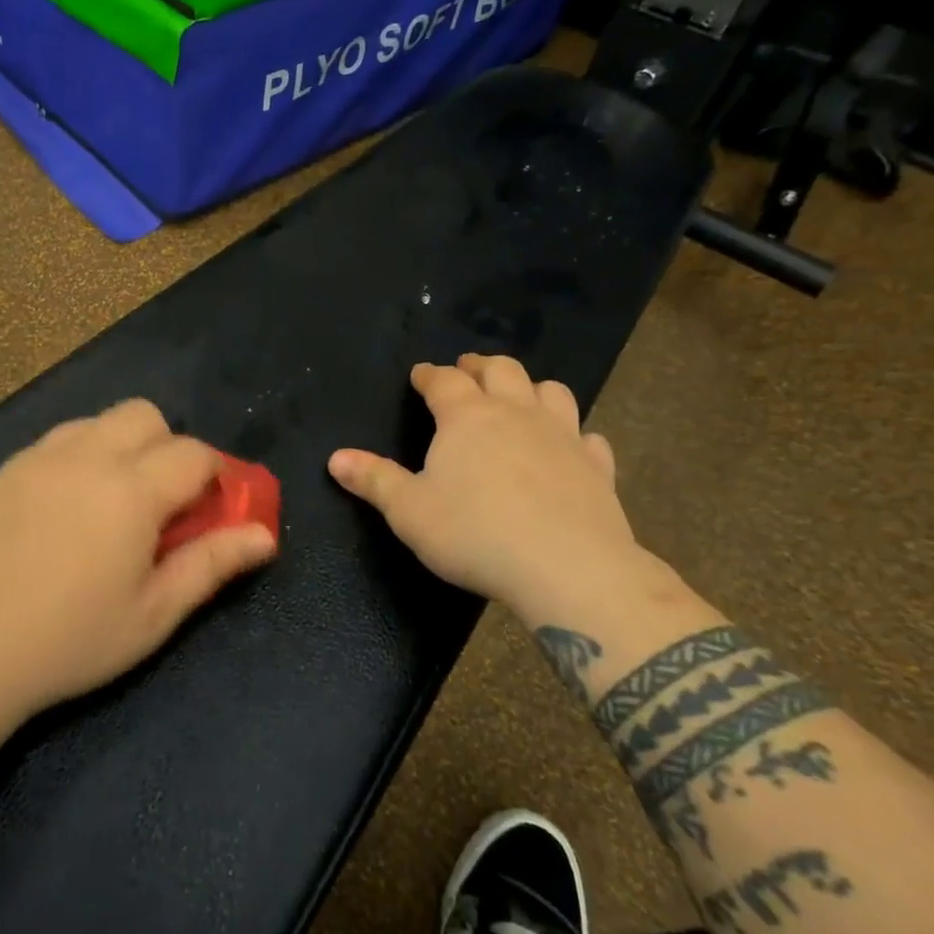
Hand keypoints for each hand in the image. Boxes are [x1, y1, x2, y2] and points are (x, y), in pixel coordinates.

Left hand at [0, 400, 276, 718]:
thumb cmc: (70, 641)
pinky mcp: (4, 470)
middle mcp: (87, 456)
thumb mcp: (153, 614)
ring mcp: (39, 458)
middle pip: (146, 415)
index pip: (194, 453)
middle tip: (159, 503)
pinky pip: (57, 441)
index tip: (210, 510)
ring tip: (110, 503)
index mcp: (131, 490)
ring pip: (98, 421)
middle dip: (167, 447)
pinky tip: (63, 509)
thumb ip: (211, 565)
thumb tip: (264, 535)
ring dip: (121, 447)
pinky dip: (78, 458)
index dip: (215, 475)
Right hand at [328, 355, 649, 623]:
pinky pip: (588, 437)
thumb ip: (374, 480)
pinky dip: (575, 434)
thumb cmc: (475, 534)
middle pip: (501, 370)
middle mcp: (516, 413)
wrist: (567, 567)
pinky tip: (570, 446)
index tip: (420, 374)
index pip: (443, 381)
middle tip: (468, 370)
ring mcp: (563, 436)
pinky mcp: (598, 467)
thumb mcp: (409, 512)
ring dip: (531, 387)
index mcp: (467, 417)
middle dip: (480, 366)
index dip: (429, 375)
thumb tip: (335, 458)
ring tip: (519, 396)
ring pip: (551, 391)